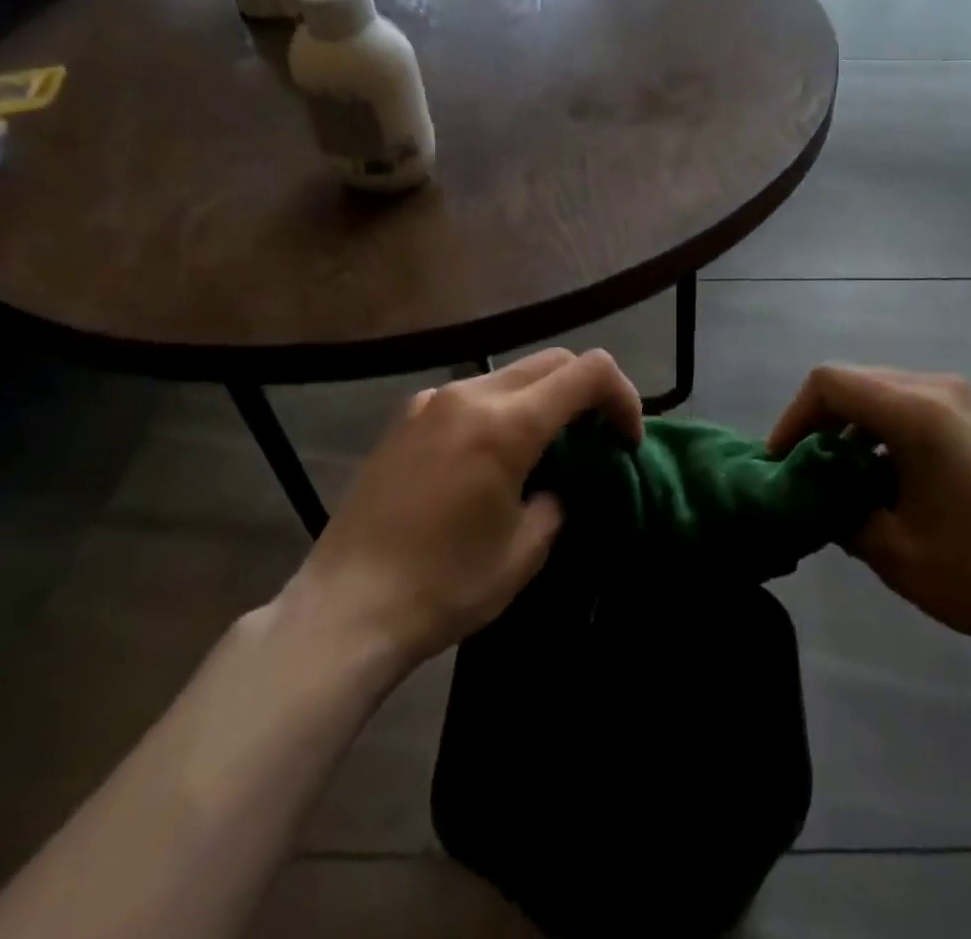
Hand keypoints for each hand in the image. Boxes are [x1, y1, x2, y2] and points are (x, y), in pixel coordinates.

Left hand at [280, 348, 642, 670]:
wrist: (344, 610)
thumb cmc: (443, 586)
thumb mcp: (524, 552)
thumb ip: (557, 501)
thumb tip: (556, 484)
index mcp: (508, 424)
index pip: (590, 372)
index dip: (624, 396)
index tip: (626, 440)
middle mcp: (470, 395)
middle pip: (553, 362)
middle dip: (586, 392)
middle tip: (594, 439)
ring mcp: (432, 401)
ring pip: (510, 374)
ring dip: (542, 399)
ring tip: (542, 451)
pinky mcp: (405, 417)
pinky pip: (470, 395)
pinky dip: (499, 410)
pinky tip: (487, 459)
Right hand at [770, 365, 970, 661]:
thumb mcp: (894, 552)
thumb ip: (840, 514)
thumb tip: (816, 499)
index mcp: (917, 411)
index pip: (830, 382)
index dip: (794, 416)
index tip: (782, 462)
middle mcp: (940, 387)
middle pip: (857, 382)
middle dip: (822, 422)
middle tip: (808, 471)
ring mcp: (967, 397)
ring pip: (886, 392)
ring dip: (856, 427)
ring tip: (847, 480)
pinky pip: (917, 404)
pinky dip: (888, 430)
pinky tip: (892, 479)